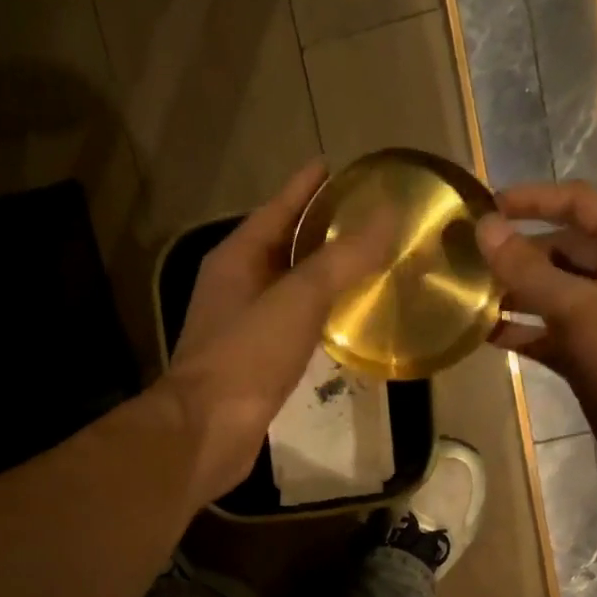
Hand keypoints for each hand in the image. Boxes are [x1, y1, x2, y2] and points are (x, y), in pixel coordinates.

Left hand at [163, 160, 393, 503]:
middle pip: (279, 247)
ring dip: (316, 277)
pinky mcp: (251, 365)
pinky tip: (337, 323)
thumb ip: (342, 259)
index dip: (306, 187)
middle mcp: (233, 287)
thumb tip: (388, 217)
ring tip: (359, 266)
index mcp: (236, 259)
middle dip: (316, 231)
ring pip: (284, 290)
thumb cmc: (247, 357)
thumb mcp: (298, 299)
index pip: (276, 209)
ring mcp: (239, 327)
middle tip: (361, 218)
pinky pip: (288, 327)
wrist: (207, 430)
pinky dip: (313, 318)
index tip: (335, 166)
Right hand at [476, 181, 596, 476]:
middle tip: (464, 259)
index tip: (486, 207)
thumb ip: (526, 268)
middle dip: (514, 252)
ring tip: (465, 294)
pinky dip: (519, 330)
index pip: (576, 203)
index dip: (532, 200)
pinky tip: (482, 333)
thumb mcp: (576, 306)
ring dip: (511, 293)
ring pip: (549, 292)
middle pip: (558, 248)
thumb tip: (484, 228)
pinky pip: (546, 331)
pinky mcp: (586, 351)